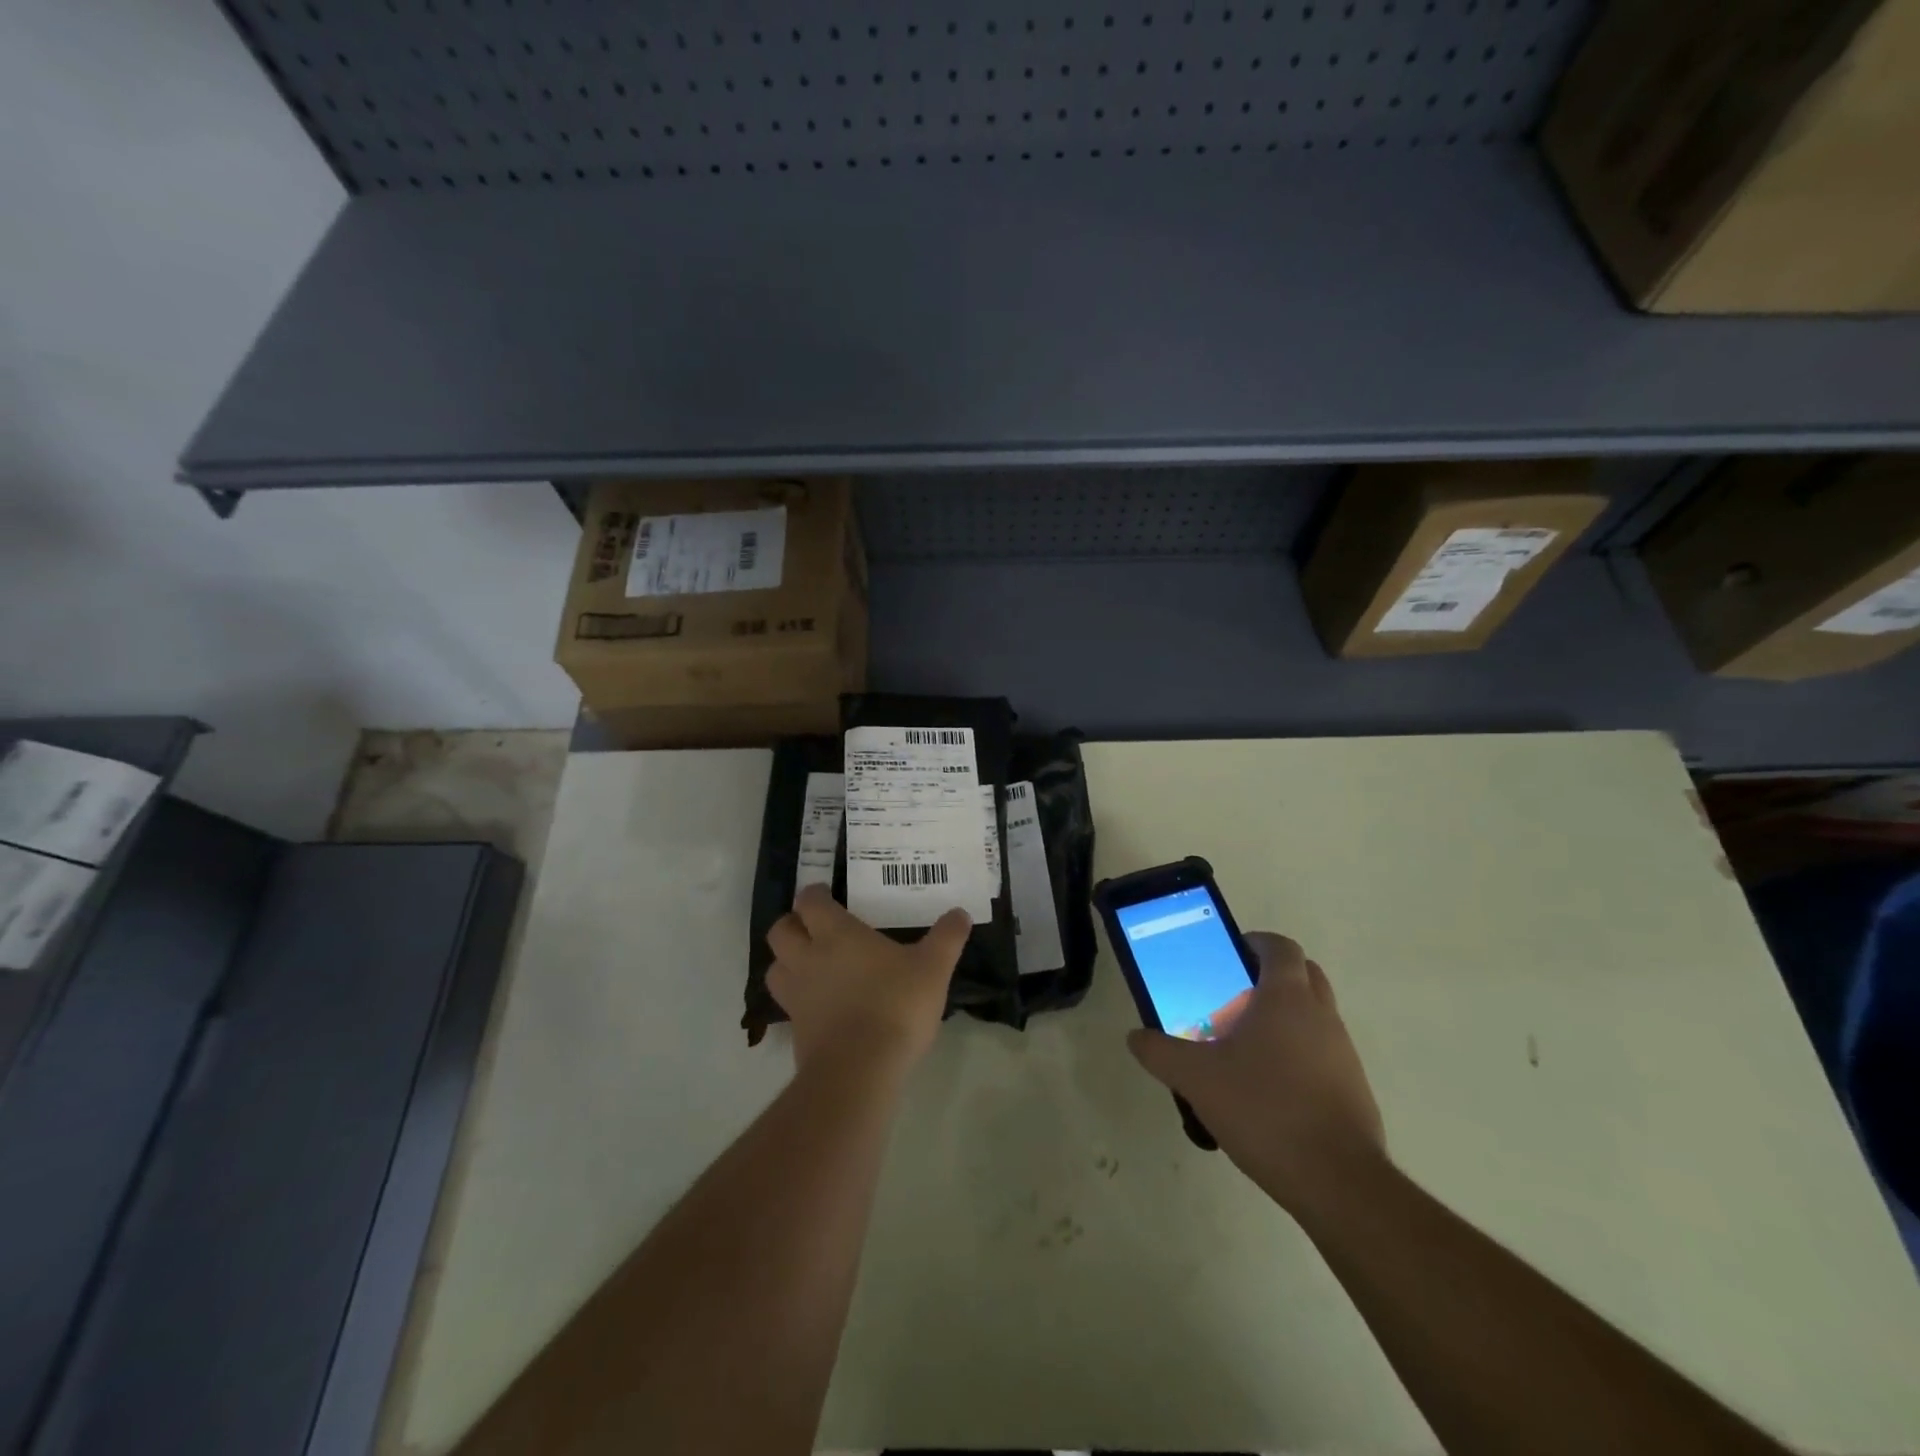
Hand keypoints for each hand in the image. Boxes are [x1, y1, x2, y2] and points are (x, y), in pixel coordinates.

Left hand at [766, 885, 969, 1071]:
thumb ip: (947, 938)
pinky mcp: (795, 1030)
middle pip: (780, 931)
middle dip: (792, 924)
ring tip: (809, 964)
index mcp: (836, 934)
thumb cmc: (896, 1005)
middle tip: (812, 927)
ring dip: (786, 961)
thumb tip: (960, 914)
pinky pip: (787, 1004)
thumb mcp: (933, 968)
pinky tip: (820, 1005)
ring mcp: (797, 996)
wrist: (861, 1069)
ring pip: (775, 967)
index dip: (813, 895)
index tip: (825, 895)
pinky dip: (797, 998)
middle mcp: (808, 958)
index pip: (809, 902)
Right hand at [1127, 932, 1385, 1214]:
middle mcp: (1322, 1015)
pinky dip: (1299, 1054)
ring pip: (1315, 1015)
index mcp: (1287, 997)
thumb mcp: (1196, 1079)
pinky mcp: (1354, 1089)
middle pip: (1303, 974)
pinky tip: (1268, 1090)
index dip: (1256, 942)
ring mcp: (1344, 1053)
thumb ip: (1160, 1052)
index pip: (1280, 947)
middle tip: (1233, 996)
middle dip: (1271, 976)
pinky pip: (1323, 1053)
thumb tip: (1136, 1036)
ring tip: (1244, 1047)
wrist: (1337, 1181)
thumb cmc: (1264, 1109)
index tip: (1230, 954)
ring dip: (1285, 1017)